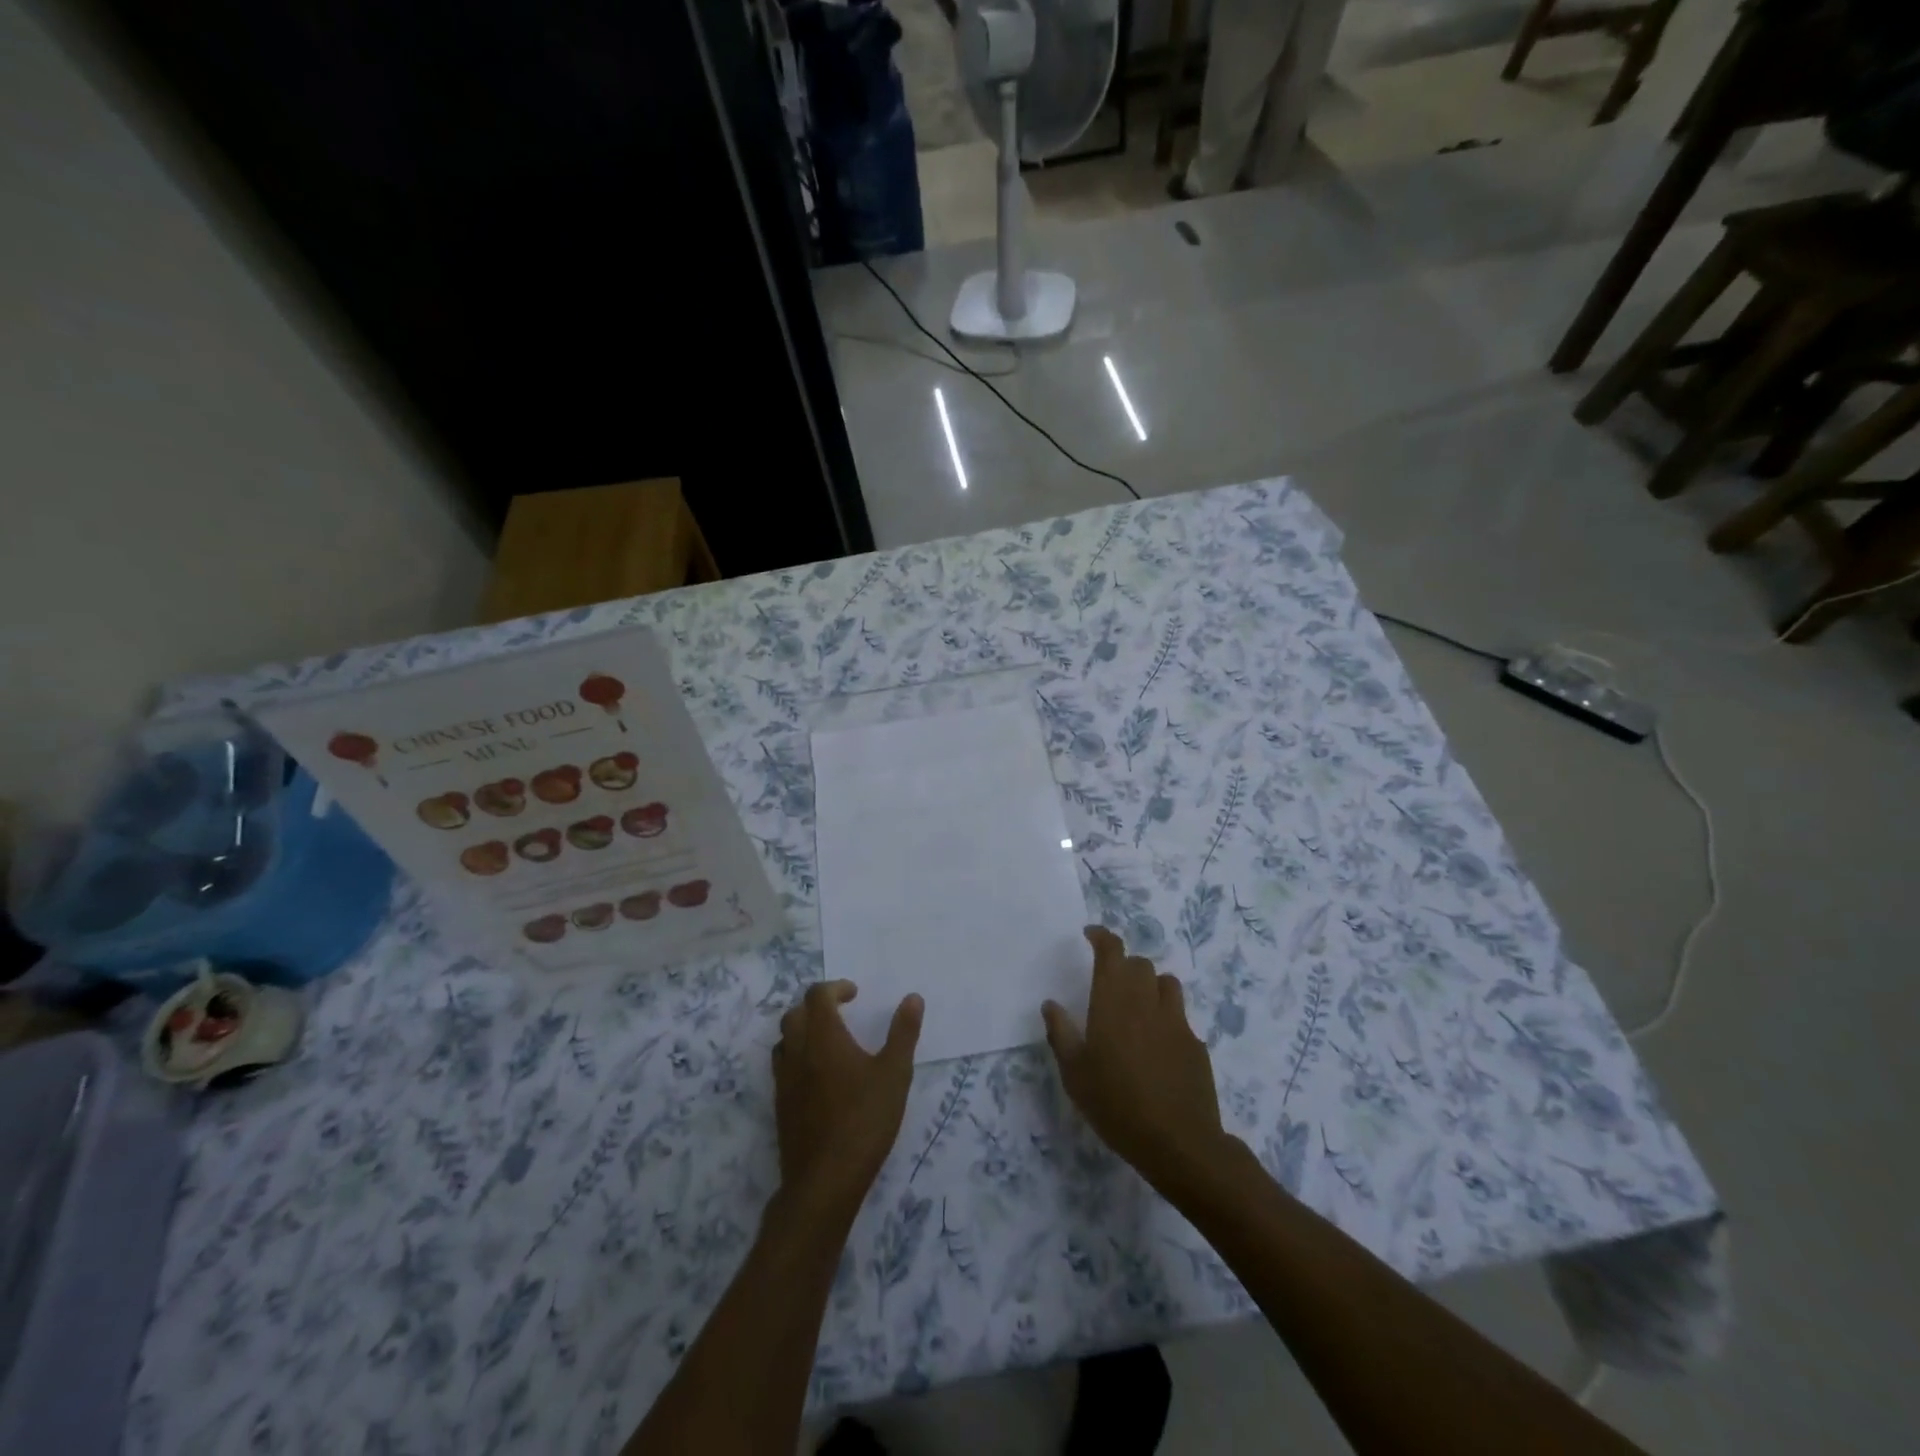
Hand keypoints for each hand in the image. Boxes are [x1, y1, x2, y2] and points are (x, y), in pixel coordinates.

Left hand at [774, 980, 922, 1220]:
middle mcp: (797, 1052)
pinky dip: (797, 1058)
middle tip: (841, 1013)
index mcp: (823, 1037)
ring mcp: (784, 1081)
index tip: (854, 994)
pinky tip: (819, 1078)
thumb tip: (913, 997)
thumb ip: (903, 1032)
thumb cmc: (864, 1120)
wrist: (824, 1181)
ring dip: (802, 1031)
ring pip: (784, 1041)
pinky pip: (783, 1068)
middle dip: (816, 1006)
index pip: (817, 996)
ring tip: (828, 1042)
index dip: (835, 988)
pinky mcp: (780, 1107)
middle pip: (794, 1014)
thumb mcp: (895, 1074)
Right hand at [1043, 927, 1226, 1189]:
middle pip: (1140, 964)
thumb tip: (1051, 1004)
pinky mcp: (1196, 1044)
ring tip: (1138, 1007)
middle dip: (1124, 965)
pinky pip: (1180, 1018)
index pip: (1112, 951)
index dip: (1102, 937)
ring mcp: (1177, 1021)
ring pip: (1166, 984)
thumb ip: (1061, 1033)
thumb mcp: (1074, 1074)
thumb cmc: (1116, 1104)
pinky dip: (1166, 1019)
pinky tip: (1157, 1047)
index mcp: (1114, 1000)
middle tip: (1110, 983)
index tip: (1091, 935)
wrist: (1178, 1142)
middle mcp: (1147, 1001)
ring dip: (1150, 986)